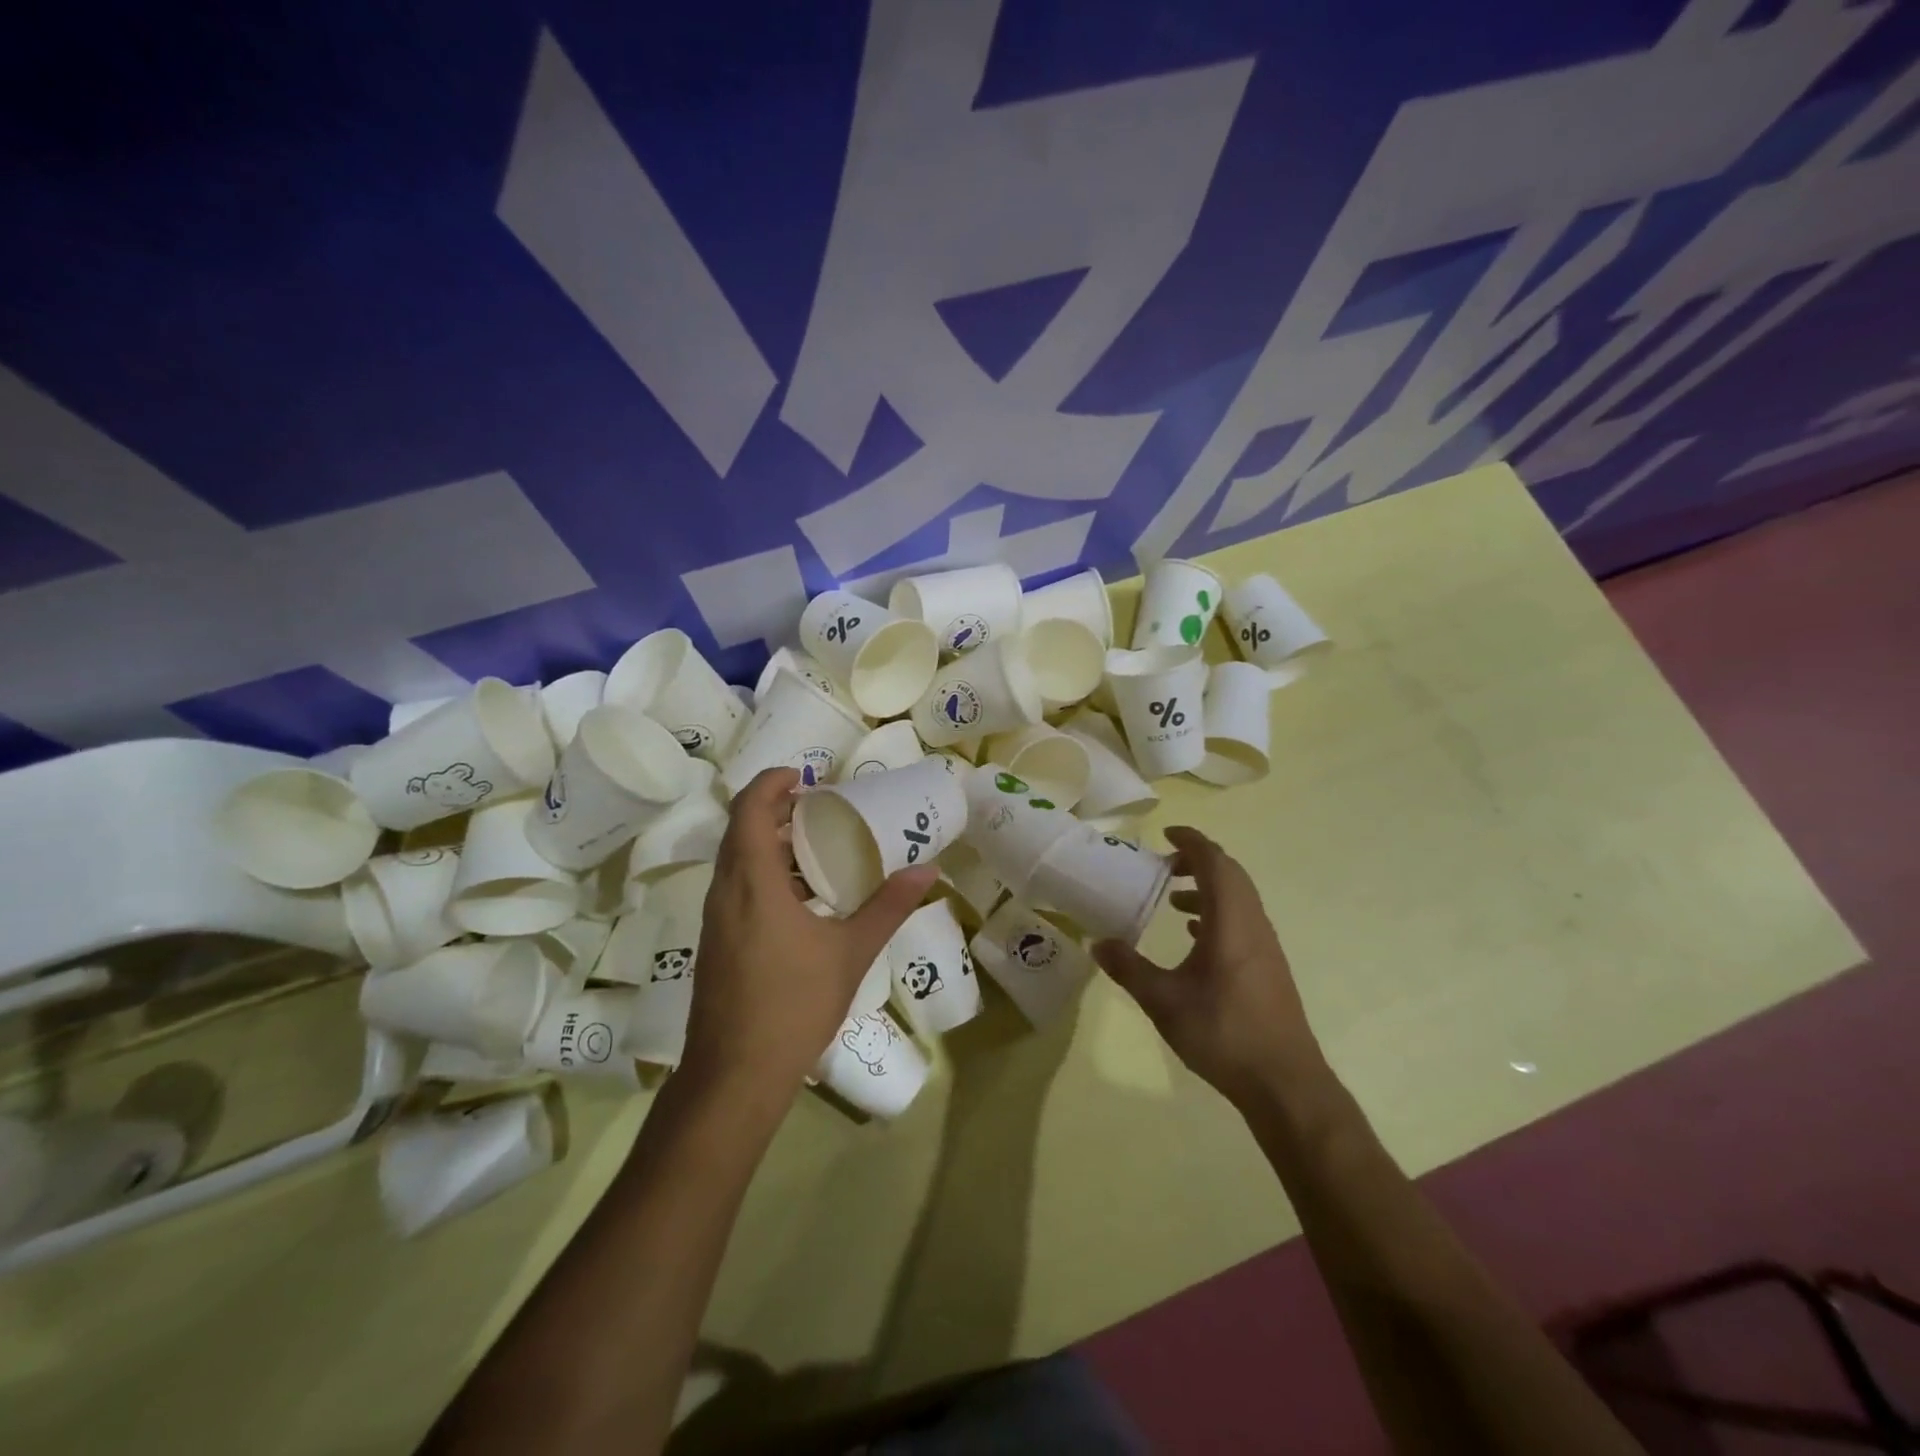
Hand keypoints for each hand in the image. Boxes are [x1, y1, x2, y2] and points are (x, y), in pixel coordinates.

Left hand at [681, 768, 938, 1101]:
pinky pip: (736, 889)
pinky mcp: (716, 943)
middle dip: (775, 810)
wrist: (735, 1076)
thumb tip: (929, 870)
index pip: (750, 810)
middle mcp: (725, 892)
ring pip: (736, 862)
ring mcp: (715, 920)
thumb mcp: (851, 952)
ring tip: (815, 848)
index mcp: (752, 883)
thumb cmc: (794, 1004)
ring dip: (769, 844)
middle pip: (741, 831)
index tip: (804, 776)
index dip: (771, 783)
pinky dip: (764, 874)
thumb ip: (888, 906)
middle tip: (819, 807)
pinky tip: (801, 900)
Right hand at [1092, 826, 1323, 1108]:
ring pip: (1238, 898)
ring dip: (1207, 889)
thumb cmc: (1224, 1033)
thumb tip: (1097, 943)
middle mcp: (1253, 924)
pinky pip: (1242, 921)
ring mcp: (1265, 946)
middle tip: (1163, 865)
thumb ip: (1128, 968)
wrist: (1284, 1082)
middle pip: (1230, 874)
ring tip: (1172, 900)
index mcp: (1230, 921)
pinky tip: (1194, 936)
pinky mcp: (1267, 967)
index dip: (1191, 842)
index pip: (1214, 862)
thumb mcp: (1163, 1001)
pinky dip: (1217, 913)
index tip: (1165, 834)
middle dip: (1197, 861)